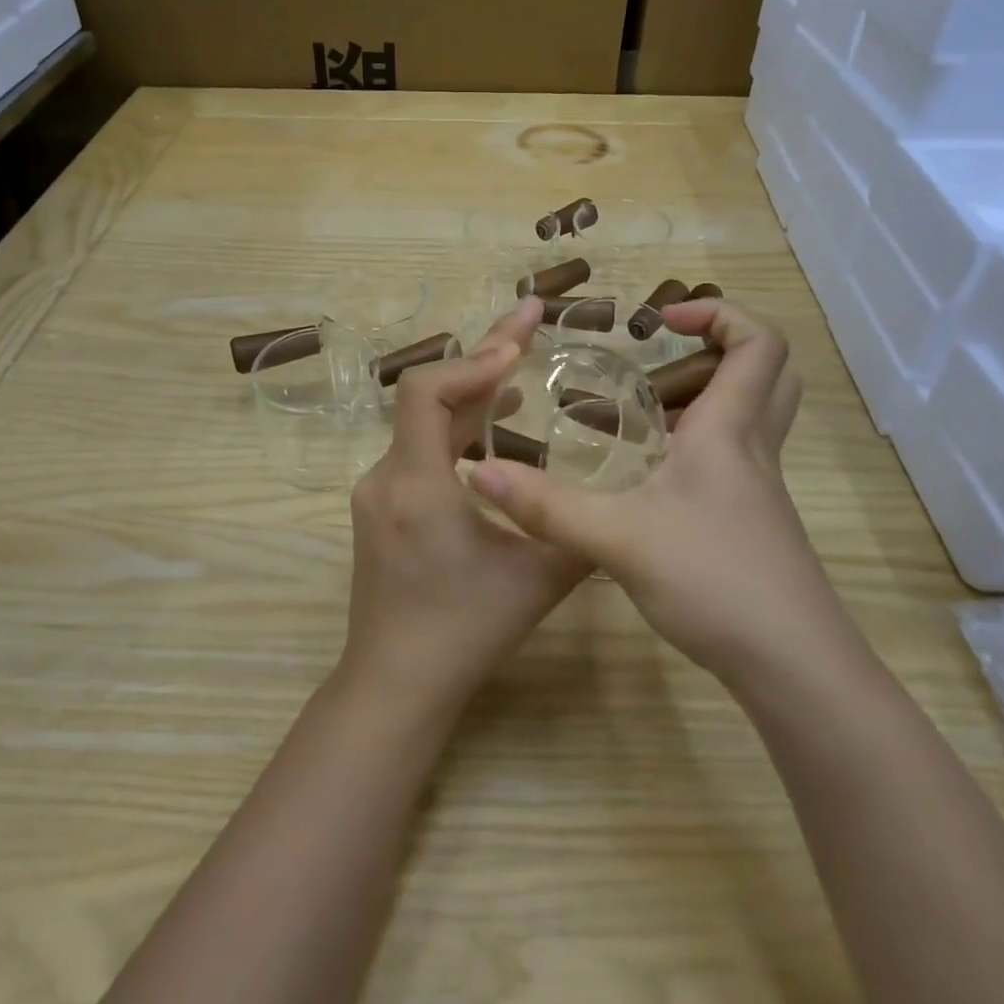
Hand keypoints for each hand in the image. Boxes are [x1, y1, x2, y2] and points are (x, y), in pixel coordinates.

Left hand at [340, 298, 591, 718]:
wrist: (395, 683)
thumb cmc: (465, 632)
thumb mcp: (539, 580)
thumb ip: (580, 530)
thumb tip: (626, 494)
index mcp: (417, 486)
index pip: (426, 392)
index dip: (473, 359)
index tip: (521, 343)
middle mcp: (386, 477)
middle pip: (426, 395)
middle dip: (482, 357)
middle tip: (530, 321)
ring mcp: (376, 491)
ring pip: (422, 421)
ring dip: (471, 392)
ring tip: (520, 368)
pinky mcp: (380, 505)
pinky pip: (417, 447)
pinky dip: (455, 426)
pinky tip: (493, 428)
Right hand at [467, 298, 848, 690]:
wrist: (792, 665)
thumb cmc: (714, 580)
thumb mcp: (616, 538)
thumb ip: (546, 506)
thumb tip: (479, 471)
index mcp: (730, 431)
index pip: (759, 342)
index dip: (718, 312)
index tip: (661, 320)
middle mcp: (752, 449)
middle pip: (769, 372)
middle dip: (721, 347)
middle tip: (663, 358)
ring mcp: (759, 489)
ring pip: (753, 416)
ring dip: (707, 396)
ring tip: (643, 411)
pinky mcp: (754, 523)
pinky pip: (736, 458)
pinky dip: (701, 444)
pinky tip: (652, 477)